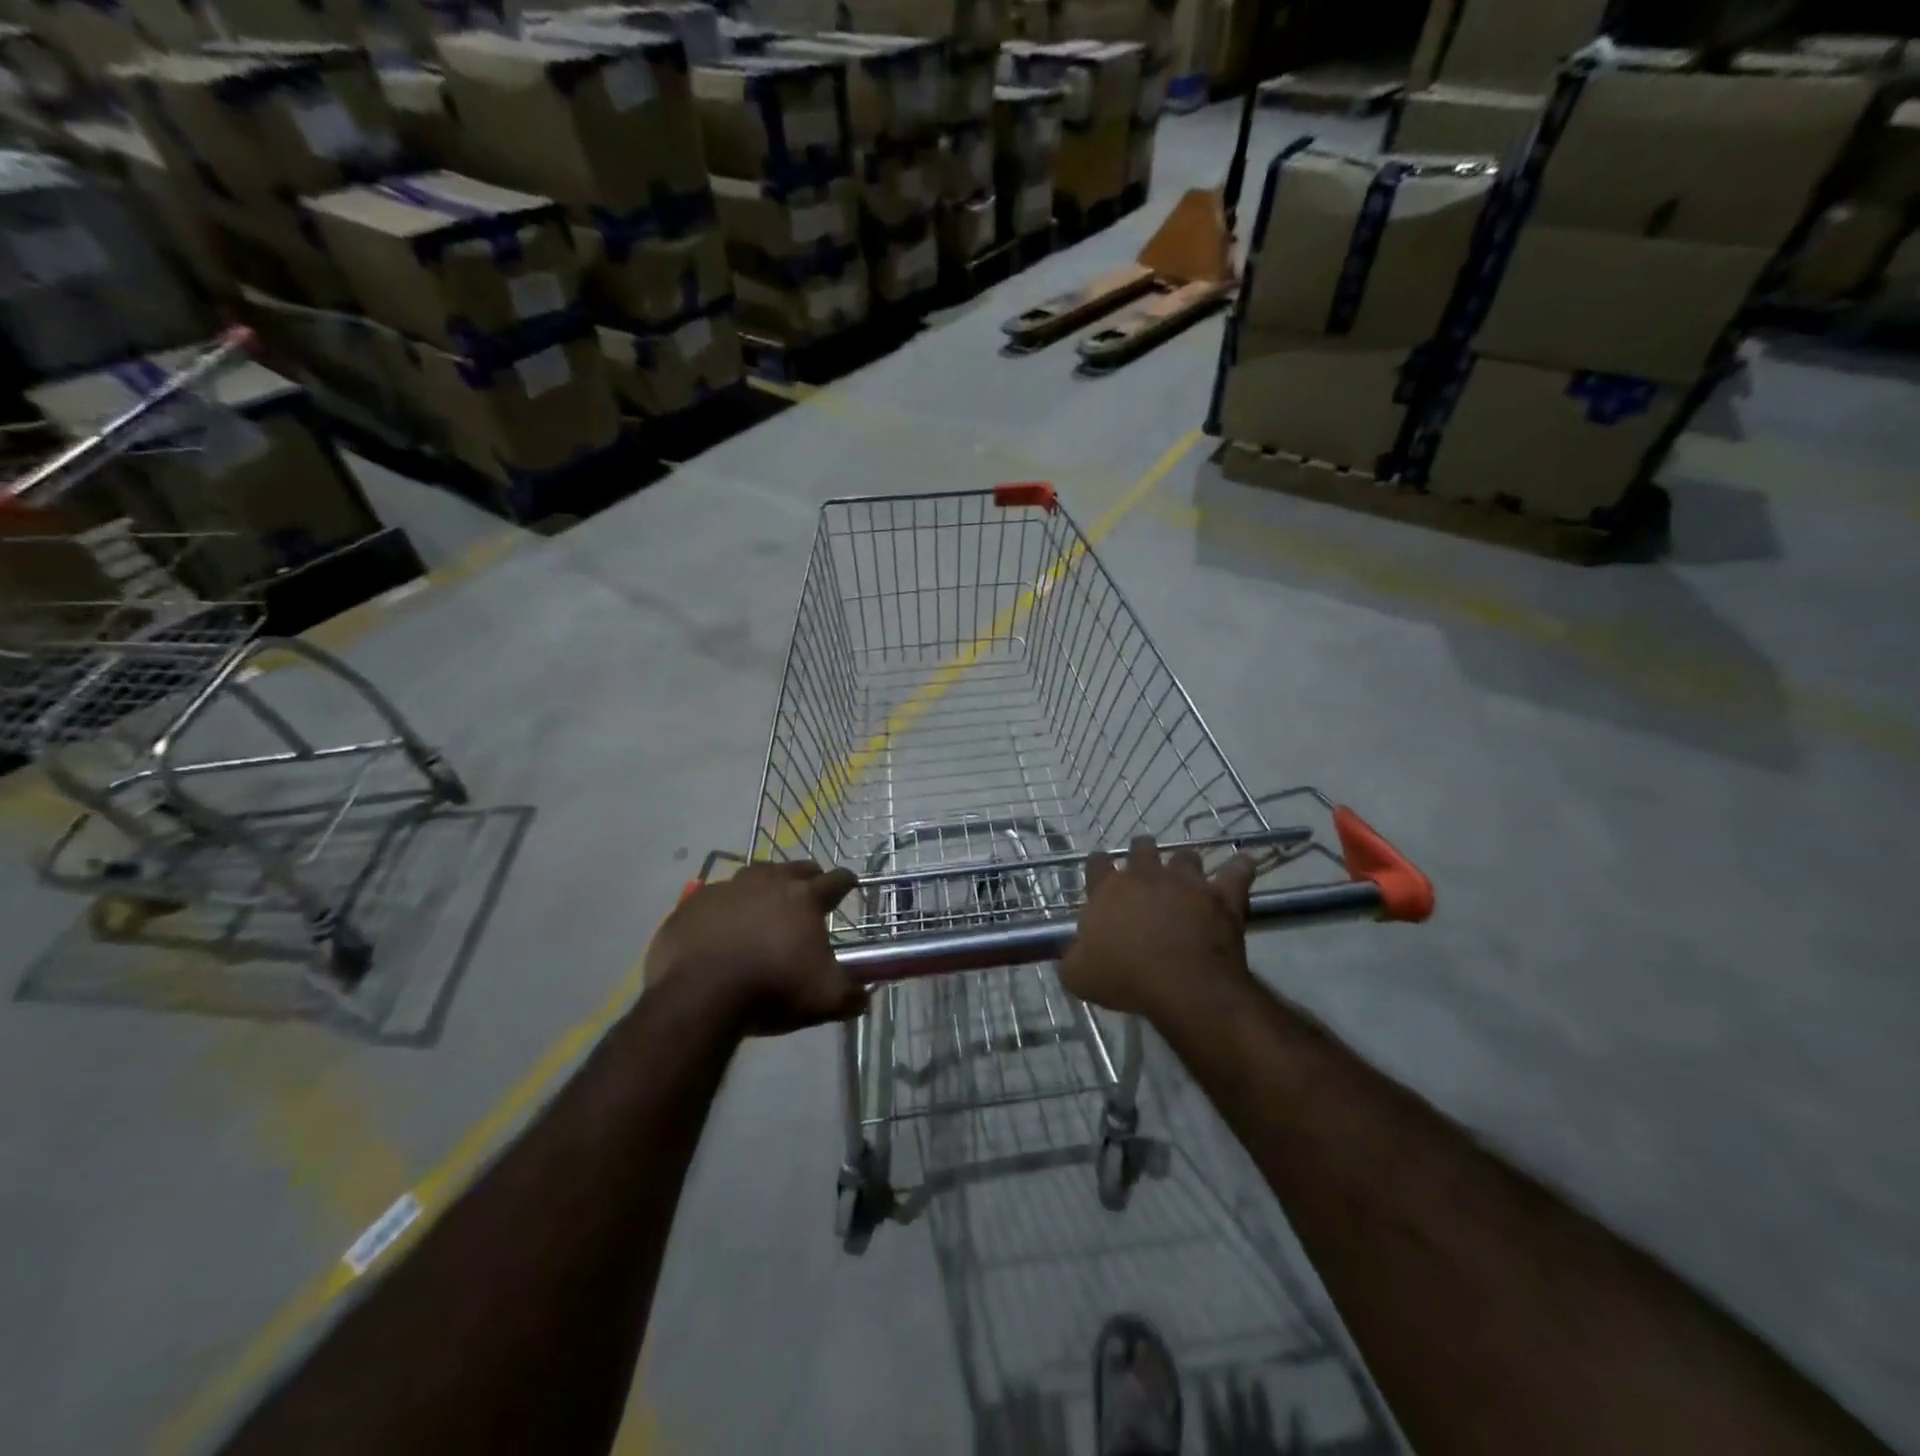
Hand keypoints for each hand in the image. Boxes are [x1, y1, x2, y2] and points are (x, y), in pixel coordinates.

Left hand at [644, 861, 863, 1035]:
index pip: (836, 880)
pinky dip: (725, 906)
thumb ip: (851, 994)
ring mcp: (727, 888)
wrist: (698, 995)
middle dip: (807, 877)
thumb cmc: (771, 989)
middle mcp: (769, 882)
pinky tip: (722, 924)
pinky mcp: (693, 903)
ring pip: (755, 875)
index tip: (850, 885)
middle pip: (796, 868)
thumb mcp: (825, 999)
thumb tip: (865, 994)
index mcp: (805, 897)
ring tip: (766, 903)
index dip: (846, 882)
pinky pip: (716, 897)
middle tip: (809, 892)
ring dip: (765, 885)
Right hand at [1060, 836, 1254, 1022]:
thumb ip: (1070, 958)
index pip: (1097, 864)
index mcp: (1108, 891)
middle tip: (1144, 864)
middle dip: (1142, 852)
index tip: (1100, 870)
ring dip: (1184, 862)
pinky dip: (1240, 868)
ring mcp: (1186, 882)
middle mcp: (1146, 876)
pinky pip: (1236, 872)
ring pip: (1185, 857)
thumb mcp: (1079, 976)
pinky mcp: (1221, 896)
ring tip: (1186, 871)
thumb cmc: (1125, 978)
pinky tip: (1243, 864)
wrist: (1182, 984)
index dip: (1098, 866)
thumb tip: (1068, 952)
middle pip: (1142, 849)